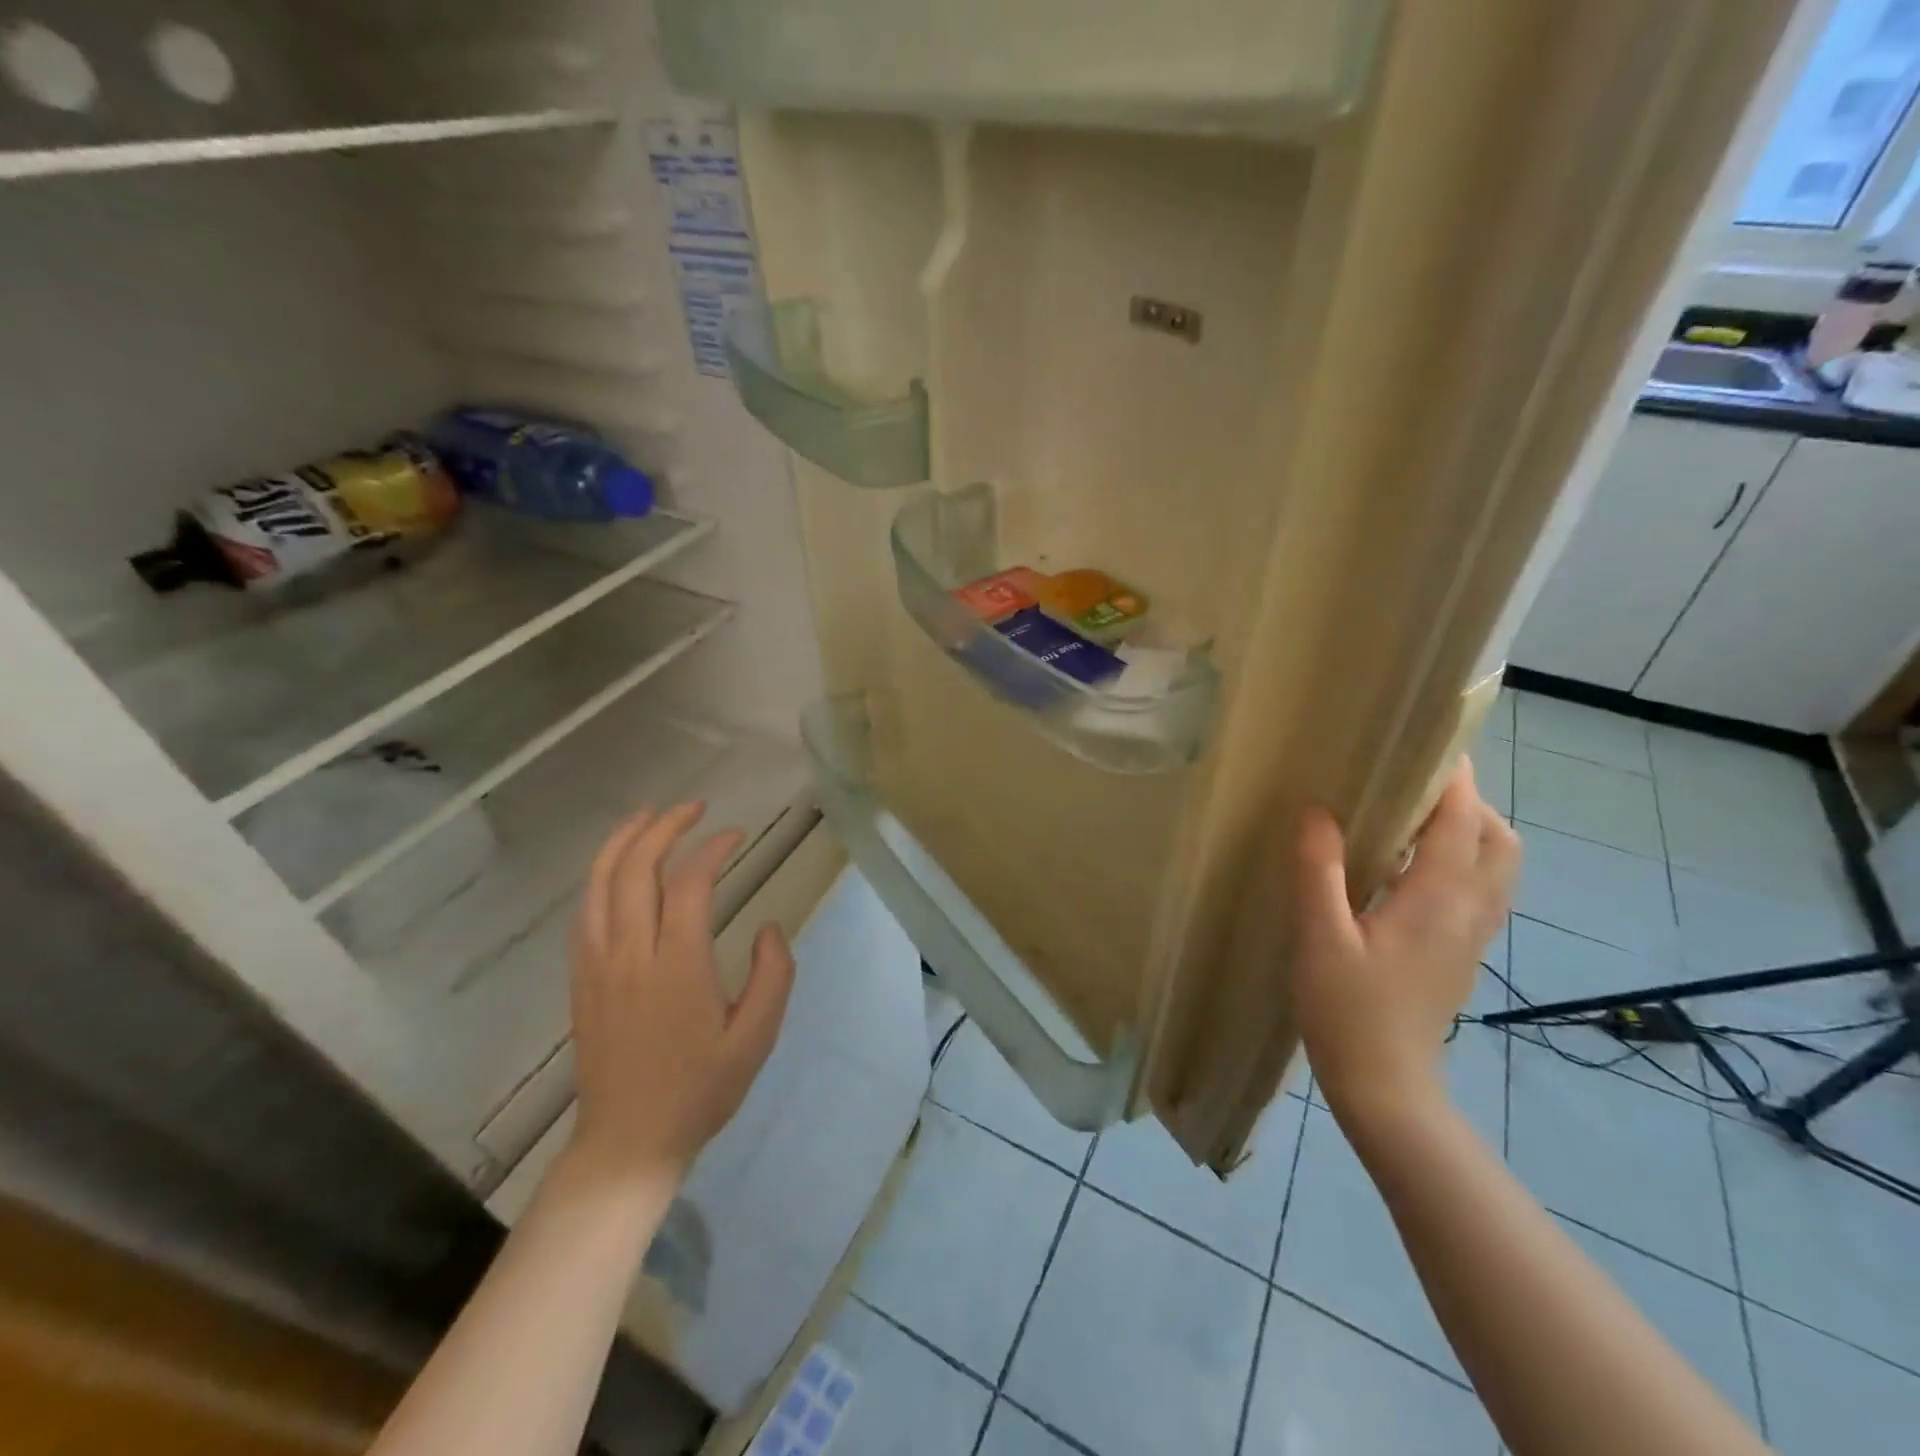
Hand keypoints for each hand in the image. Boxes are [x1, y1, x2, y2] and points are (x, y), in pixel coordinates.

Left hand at [567, 802, 795, 1183]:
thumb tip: (767, 926)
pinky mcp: (582, 978)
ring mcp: (598, 965)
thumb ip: (772, 975)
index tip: (736, 835)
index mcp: (678, 967)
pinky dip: (601, 875)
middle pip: (637, 869)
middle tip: (693, 807)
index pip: (690, 883)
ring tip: (649, 816)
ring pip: (600, 884)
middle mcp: (631, 955)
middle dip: (665, 827)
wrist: (628, 1142)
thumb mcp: (757, 1037)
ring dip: (623, 841)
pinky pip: (585, 911)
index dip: (713, 848)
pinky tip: (618, 866)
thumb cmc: (700, 1090)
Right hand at [1292, 758, 1518, 1125]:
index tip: (1431, 743)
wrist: (1388, 1088)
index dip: (1453, 780)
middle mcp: (1469, 912)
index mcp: (1438, 901)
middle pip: (1499, 841)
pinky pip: (1481, 890)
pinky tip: (1414, 869)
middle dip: (1469, 802)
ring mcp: (1472, 936)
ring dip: (1472, 831)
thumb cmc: (1349, 1011)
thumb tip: (1317, 811)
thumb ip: (1318, 872)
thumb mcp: (1321, 938)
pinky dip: (1465, 861)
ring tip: (1416, 817)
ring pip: (1498, 867)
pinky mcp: (1461, 954)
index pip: (1462, 823)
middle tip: (1415, 782)